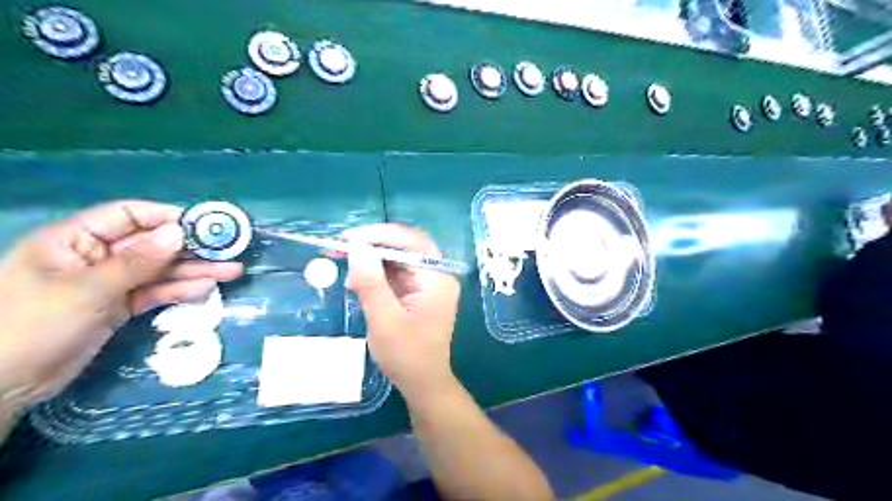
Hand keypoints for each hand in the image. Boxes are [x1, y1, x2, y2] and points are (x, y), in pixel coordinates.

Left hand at [0, 201, 242, 408]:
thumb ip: (137, 262)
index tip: (203, 224)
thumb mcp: (86, 290)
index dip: (165, 216)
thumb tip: (179, 232)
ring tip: (232, 271)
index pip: (126, 215)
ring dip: (194, 270)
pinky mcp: (119, 306)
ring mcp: (109, 283)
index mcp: (73, 240)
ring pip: (159, 270)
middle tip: (229, 249)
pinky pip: (155, 292)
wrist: (4, 385)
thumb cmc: (32, 326)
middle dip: (191, 247)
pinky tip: (207, 288)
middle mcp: (94, 256)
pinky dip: (180, 290)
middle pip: (151, 244)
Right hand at [342, 225, 458, 402]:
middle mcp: (436, 275)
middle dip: (373, 246)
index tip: (349, 238)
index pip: (412, 242)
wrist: (422, 383)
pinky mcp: (418, 293)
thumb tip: (357, 246)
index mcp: (437, 278)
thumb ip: (371, 282)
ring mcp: (428, 284)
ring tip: (346, 271)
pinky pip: (396, 274)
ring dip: (372, 261)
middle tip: (341, 248)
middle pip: (405, 248)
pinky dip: (376, 275)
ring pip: (398, 260)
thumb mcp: (384, 319)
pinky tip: (358, 283)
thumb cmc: (406, 355)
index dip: (380, 235)